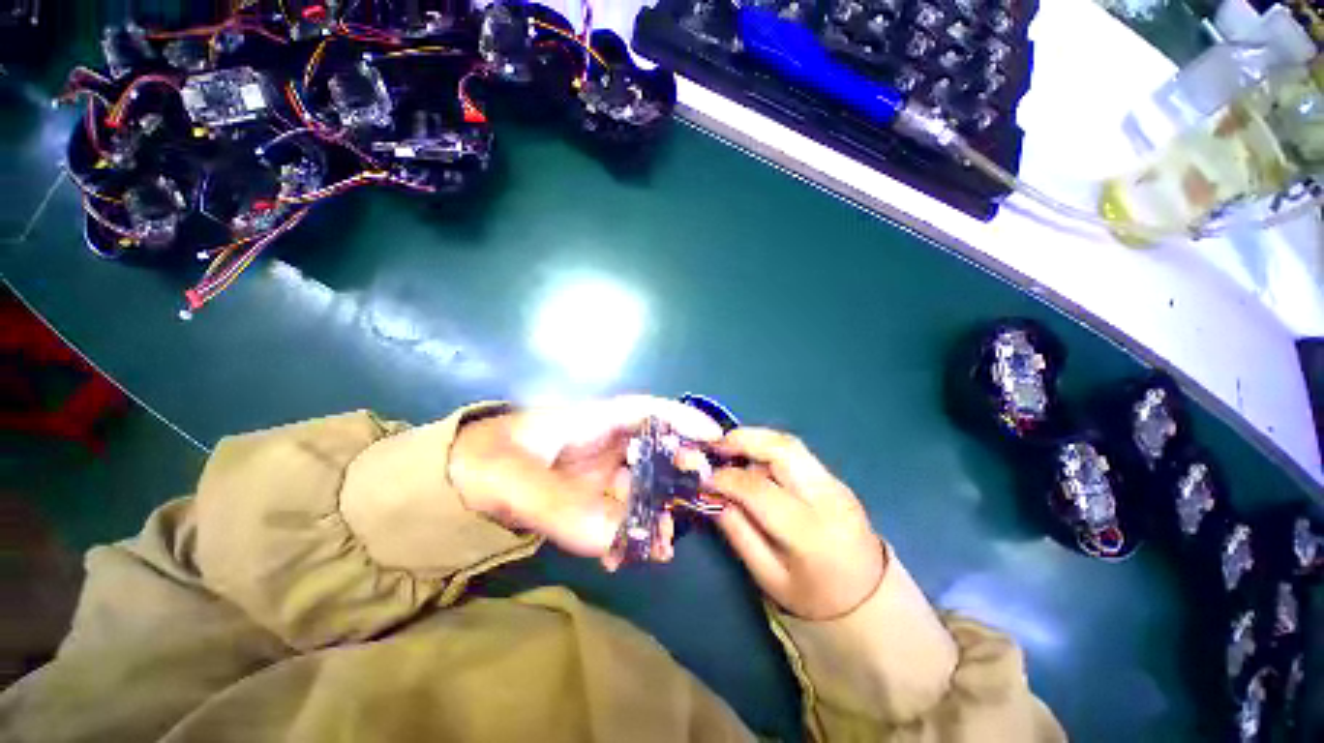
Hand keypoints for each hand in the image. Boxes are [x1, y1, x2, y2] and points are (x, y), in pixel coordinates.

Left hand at [448, 396, 723, 562]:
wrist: (449, 487)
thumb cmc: (481, 463)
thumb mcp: (512, 479)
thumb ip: (562, 506)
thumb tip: (618, 536)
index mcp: (590, 421)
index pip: (646, 411)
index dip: (682, 418)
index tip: (713, 436)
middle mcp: (601, 444)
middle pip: (653, 448)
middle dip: (677, 470)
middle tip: (693, 497)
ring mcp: (595, 473)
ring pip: (640, 486)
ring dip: (654, 512)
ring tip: (659, 545)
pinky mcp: (587, 499)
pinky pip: (618, 514)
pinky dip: (625, 534)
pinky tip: (620, 557)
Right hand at [707, 428, 885, 619]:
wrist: (870, 600)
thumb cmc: (814, 597)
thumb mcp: (768, 578)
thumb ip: (738, 533)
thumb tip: (714, 496)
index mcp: (808, 532)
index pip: (758, 490)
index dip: (726, 479)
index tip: (703, 477)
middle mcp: (826, 498)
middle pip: (782, 450)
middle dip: (743, 439)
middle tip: (714, 444)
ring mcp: (835, 484)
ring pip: (790, 444)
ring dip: (755, 439)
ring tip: (729, 446)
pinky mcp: (836, 479)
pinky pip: (797, 454)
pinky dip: (769, 448)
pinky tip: (753, 459)